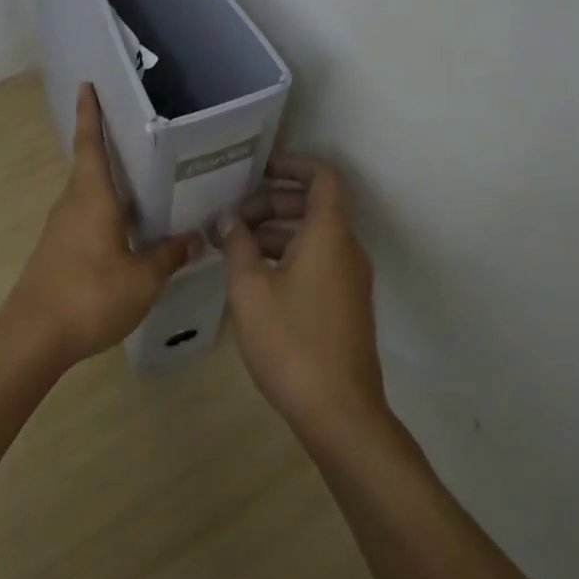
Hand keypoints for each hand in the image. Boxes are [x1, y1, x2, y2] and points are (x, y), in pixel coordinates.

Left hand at [4, 84, 201, 369]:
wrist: (34, 336)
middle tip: (140, 136)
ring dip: (109, 185)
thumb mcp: (143, 279)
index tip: (87, 85)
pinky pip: (84, 218)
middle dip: (108, 147)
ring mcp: (60, 228)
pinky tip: (126, 230)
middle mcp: (72, 203)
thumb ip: (169, 256)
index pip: (90, 143)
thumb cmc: (91, 295)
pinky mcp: (56, 250)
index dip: (90, 113)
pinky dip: (104, 212)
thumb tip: (196, 238)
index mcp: (92, 197)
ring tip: (143, 184)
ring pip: (88, 194)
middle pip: (89, 166)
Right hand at [218, 156, 387, 445]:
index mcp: (328, 236)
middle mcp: (346, 250)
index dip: (293, 165)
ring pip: (313, 237)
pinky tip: (255, 278)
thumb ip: (238, 245)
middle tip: (233, 220)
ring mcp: (349, 280)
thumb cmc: (291, 341)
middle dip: (271, 204)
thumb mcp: (250, 289)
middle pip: (313, 207)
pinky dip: (288, 256)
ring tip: (234, 248)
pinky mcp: (346, 305)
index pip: (323, 177)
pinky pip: (318, 261)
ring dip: (276, 233)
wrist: (339, 412)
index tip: (258, 172)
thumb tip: (229, 219)